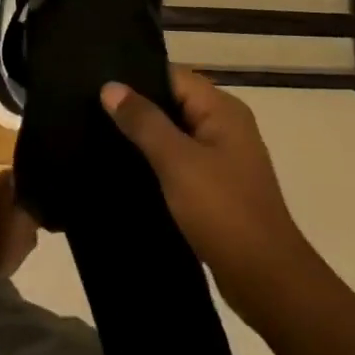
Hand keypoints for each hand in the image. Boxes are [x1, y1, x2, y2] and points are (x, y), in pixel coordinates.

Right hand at [103, 67, 314, 328]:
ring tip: (96, 135)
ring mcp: (222, 157)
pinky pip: (178, 160)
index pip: (172, 75)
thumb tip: (110, 86)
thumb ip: (143, 121)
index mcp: (222, 109)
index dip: (135, 77)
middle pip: (172, 101)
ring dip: (143, 136)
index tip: (95, 83)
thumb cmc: (223, 211)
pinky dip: (154, 161)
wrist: (266, 280)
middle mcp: (225, 126)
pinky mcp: (215, 186)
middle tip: (88, 109)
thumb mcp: (177, 161)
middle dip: (135, 106)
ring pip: (173, 133)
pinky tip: (123, 168)